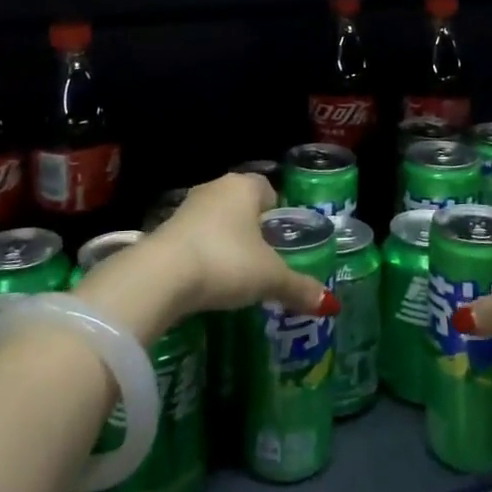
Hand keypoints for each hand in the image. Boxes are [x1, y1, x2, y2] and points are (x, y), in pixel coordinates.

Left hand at [145, 173, 339, 317]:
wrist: (161, 276)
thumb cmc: (226, 261)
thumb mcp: (270, 278)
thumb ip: (299, 287)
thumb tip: (331, 304)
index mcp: (244, 186)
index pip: (268, 189)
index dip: (278, 213)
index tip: (283, 240)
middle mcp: (215, 188)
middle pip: (241, 204)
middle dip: (252, 229)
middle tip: (265, 259)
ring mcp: (186, 208)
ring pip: (216, 221)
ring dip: (225, 242)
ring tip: (237, 274)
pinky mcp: (164, 231)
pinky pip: (194, 239)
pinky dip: (203, 255)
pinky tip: (208, 280)